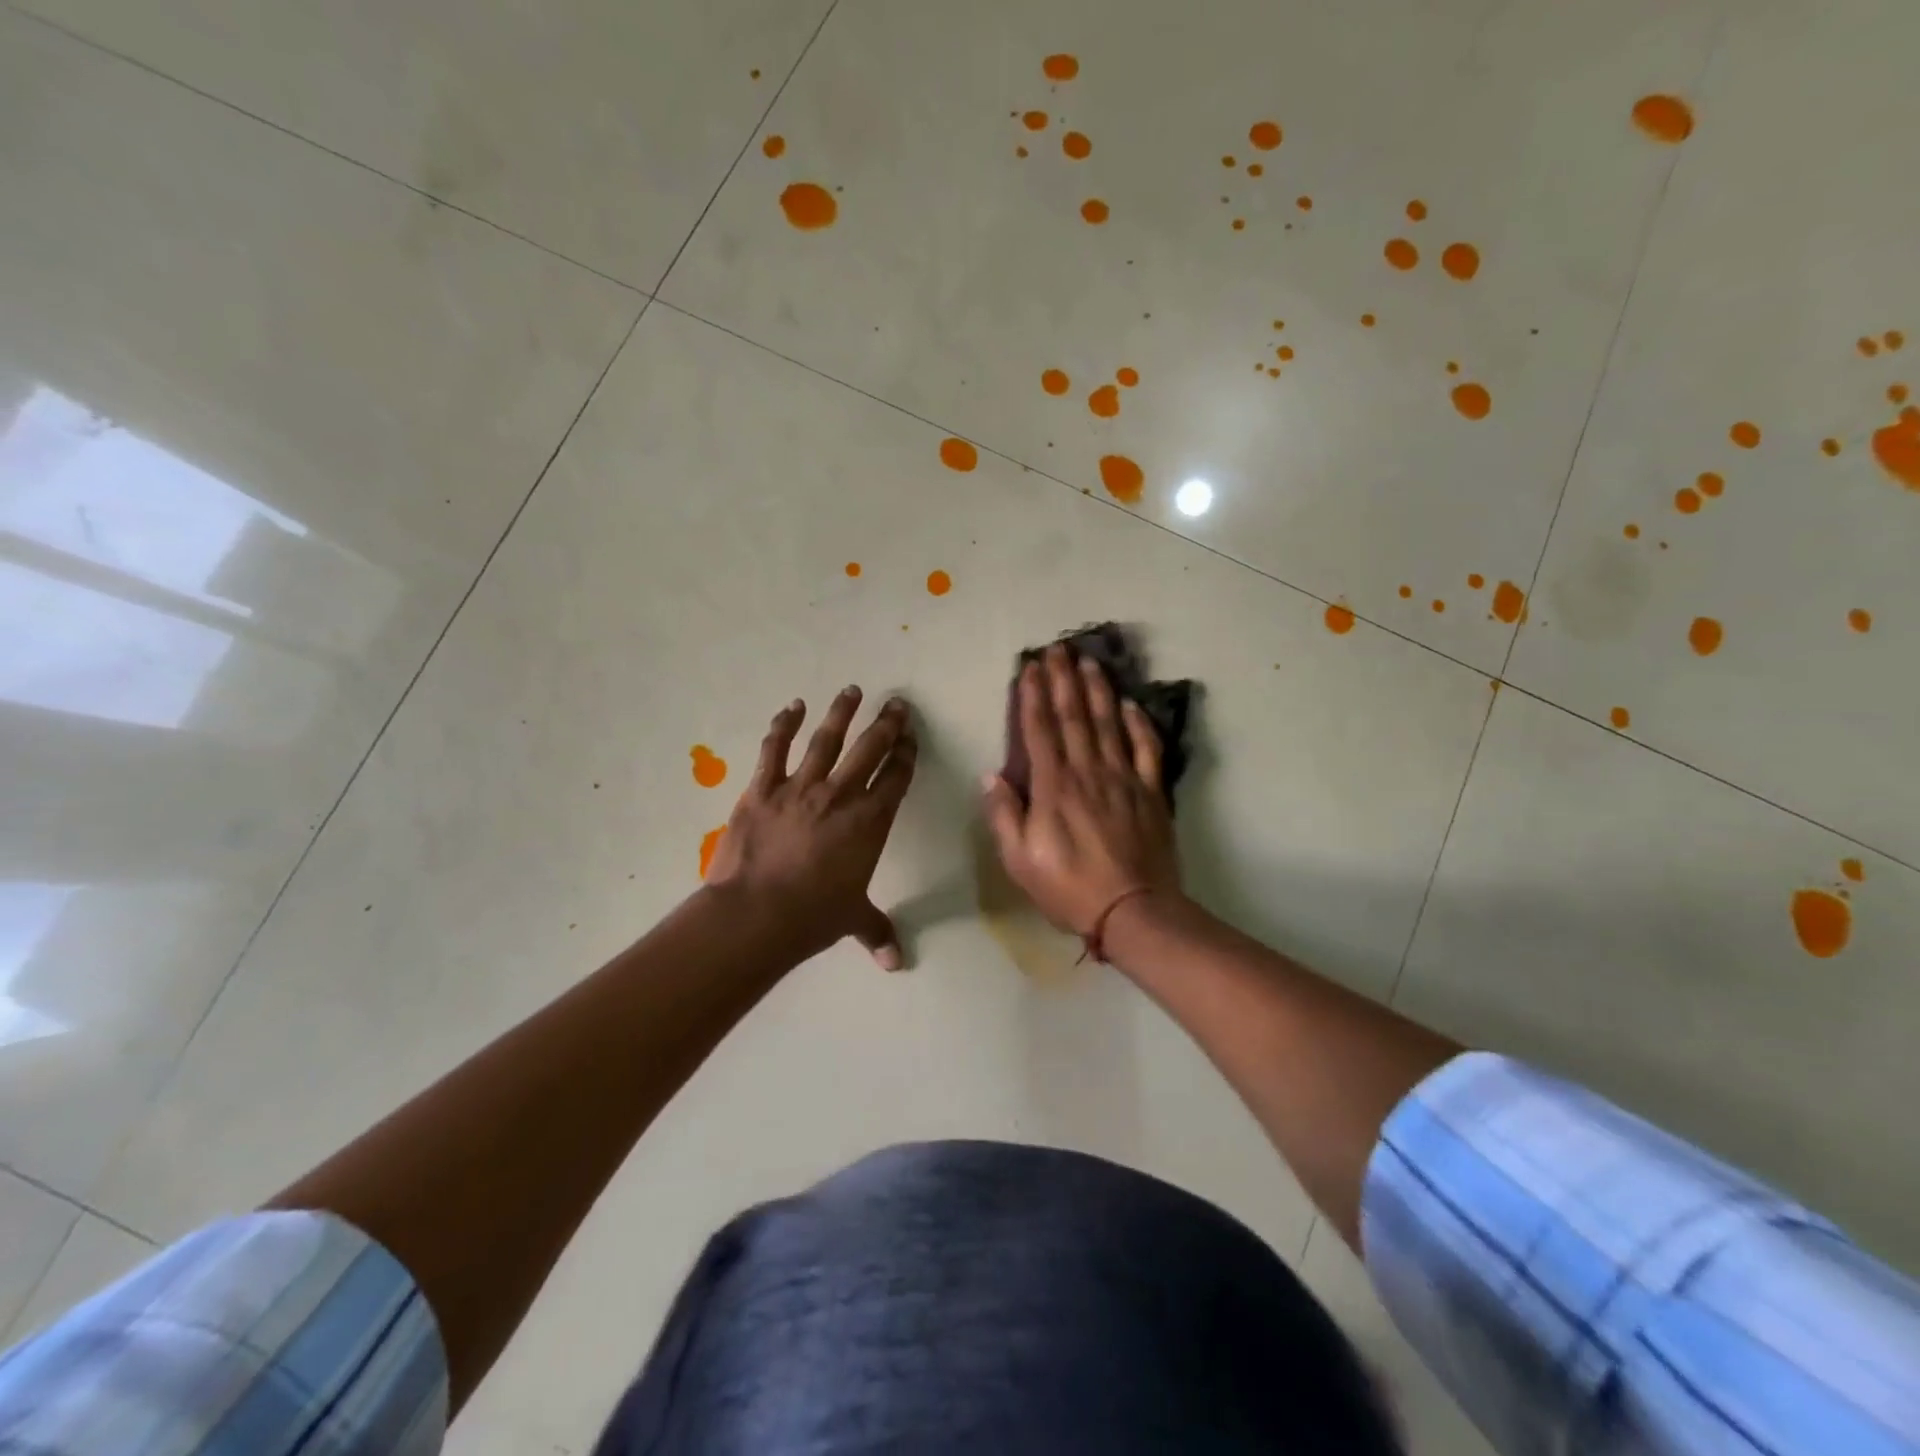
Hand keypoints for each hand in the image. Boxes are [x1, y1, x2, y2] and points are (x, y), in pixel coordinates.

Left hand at [706, 687, 917, 969]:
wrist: (756, 915)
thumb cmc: (813, 917)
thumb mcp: (852, 920)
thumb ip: (877, 932)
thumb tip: (897, 964)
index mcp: (870, 822)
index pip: (896, 778)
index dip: (906, 754)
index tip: (911, 736)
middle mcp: (841, 796)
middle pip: (870, 749)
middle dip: (886, 724)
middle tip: (895, 703)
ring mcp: (800, 787)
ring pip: (827, 740)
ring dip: (841, 713)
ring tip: (851, 691)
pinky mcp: (762, 788)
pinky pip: (775, 749)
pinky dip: (784, 725)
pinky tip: (792, 707)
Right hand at [981, 645, 1180, 937]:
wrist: (1133, 910)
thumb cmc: (1068, 888)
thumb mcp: (1020, 860)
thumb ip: (1005, 815)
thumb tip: (992, 775)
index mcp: (1053, 787)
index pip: (1040, 730)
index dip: (1033, 695)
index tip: (1030, 667)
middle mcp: (1087, 772)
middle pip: (1074, 717)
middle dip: (1063, 680)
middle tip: (1059, 648)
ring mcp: (1123, 779)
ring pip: (1109, 724)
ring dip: (1098, 690)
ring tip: (1090, 662)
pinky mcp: (1150, 792)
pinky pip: (1146, 750)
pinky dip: (1138, 724)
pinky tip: (1131, 704)